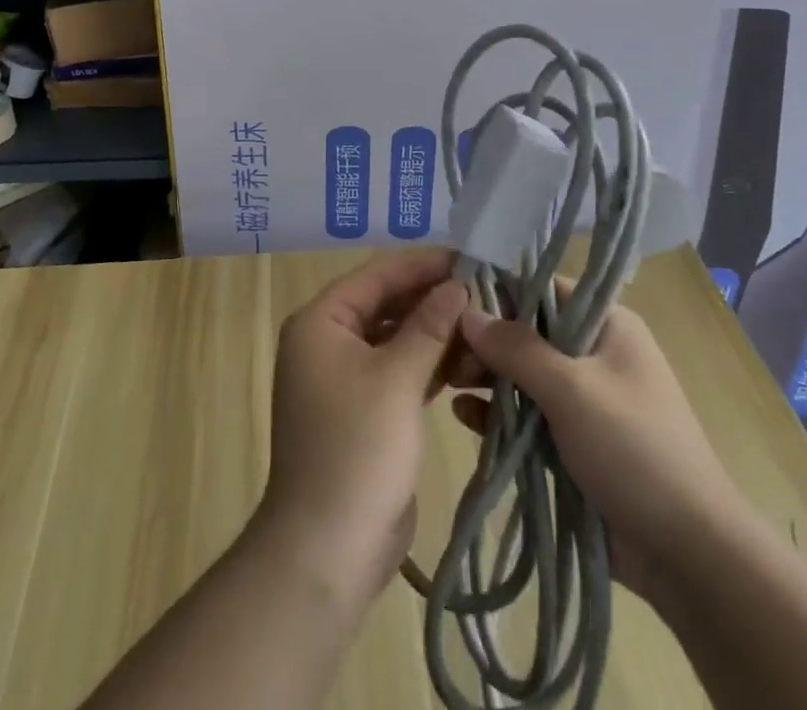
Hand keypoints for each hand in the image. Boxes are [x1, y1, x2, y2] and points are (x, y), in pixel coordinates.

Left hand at [258, 250, 469, 607]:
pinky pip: (399, 371)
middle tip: (486, 292)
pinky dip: (429, 365)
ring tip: (485, 327)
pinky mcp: (365, 409)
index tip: (470, 257)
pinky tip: (468, 362)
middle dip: (433, 299)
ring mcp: (345, 377)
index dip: (423, 264)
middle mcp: (327, 341)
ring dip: (436, 333)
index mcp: (321, 322)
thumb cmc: (358, 448)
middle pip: (386, 304)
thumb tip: (457, 284)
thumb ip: (429, 325)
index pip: (377, 275)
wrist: (328, 549)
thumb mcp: (398, 379)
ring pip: (396, 338)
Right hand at [449, 292, 741, 603]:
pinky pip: (527, 416)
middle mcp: (595, 352)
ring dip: (487, 378)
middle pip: (528, 333)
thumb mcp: (571, 389)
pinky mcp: (572, 441)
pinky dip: (497, 414)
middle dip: (487, 343)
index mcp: (607, 324)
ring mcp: (583, 399)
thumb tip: (467, 311)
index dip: (500, 294)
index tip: (454, 304)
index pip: (544, 290)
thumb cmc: (634, 449)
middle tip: (447, 355)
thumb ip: (516, 348)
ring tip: (446, 384)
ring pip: (523, 375)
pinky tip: (463, 416)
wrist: (689, 553)